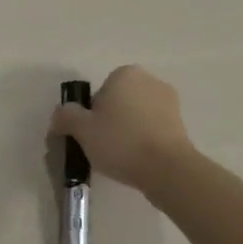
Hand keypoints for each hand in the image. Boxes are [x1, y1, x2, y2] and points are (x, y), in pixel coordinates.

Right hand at [48, 65, 200, 194]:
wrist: (167, 169)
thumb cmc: (121, 142)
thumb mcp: (82, 129)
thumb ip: (66, 116)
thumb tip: (60, 115)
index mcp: (125, 74)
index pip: (100, 92)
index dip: (93, 114)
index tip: (92, 135)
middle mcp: (150, 80)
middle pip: (120, 101)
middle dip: (113, 120)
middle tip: (105, 147)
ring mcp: (170, 101)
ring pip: (138, 115)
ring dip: (131, 131)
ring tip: (124, 158)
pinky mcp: (182, 124)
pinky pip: (155, 129)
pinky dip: (147, 140)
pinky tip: (141, 161)